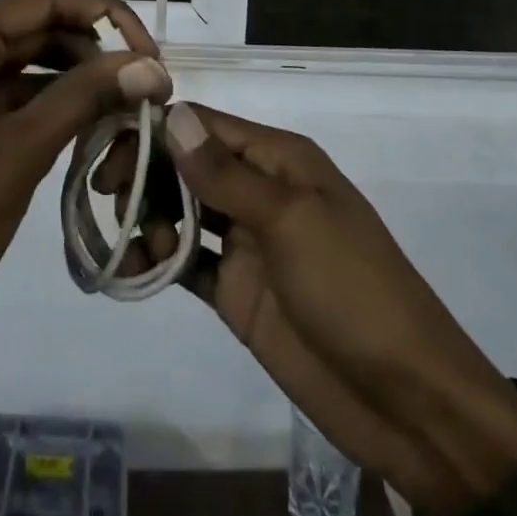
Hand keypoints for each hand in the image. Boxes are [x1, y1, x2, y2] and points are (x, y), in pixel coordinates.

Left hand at [0, 0, 171, 331]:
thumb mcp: (24, 148)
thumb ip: (88, 96)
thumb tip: (152, 67)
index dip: (106, 17)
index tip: (151, 54)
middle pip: (36, 24)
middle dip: (93, 50)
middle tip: (145, 85)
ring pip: (24, 57)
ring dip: (74, 75)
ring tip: (124, 105)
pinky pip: (6, 87)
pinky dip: (46, 99)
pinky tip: (86, 122)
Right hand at [95, 103, 516, 515]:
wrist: (408, 401)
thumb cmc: (353, 290)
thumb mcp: (291, 221)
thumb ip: (225, 173)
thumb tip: (172, 114)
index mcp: (278, 159)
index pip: (204, 125)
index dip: (156, 130)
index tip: (108, 147)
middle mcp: (258, 190)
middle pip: (186, 164)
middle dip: (145, 173)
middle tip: (108, 197)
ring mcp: (246, 242)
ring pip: (180, 211)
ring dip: (148, 217)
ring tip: (133, 243)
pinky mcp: (237, 291)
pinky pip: (187, 263)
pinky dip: (158, 260)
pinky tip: (135, 267)